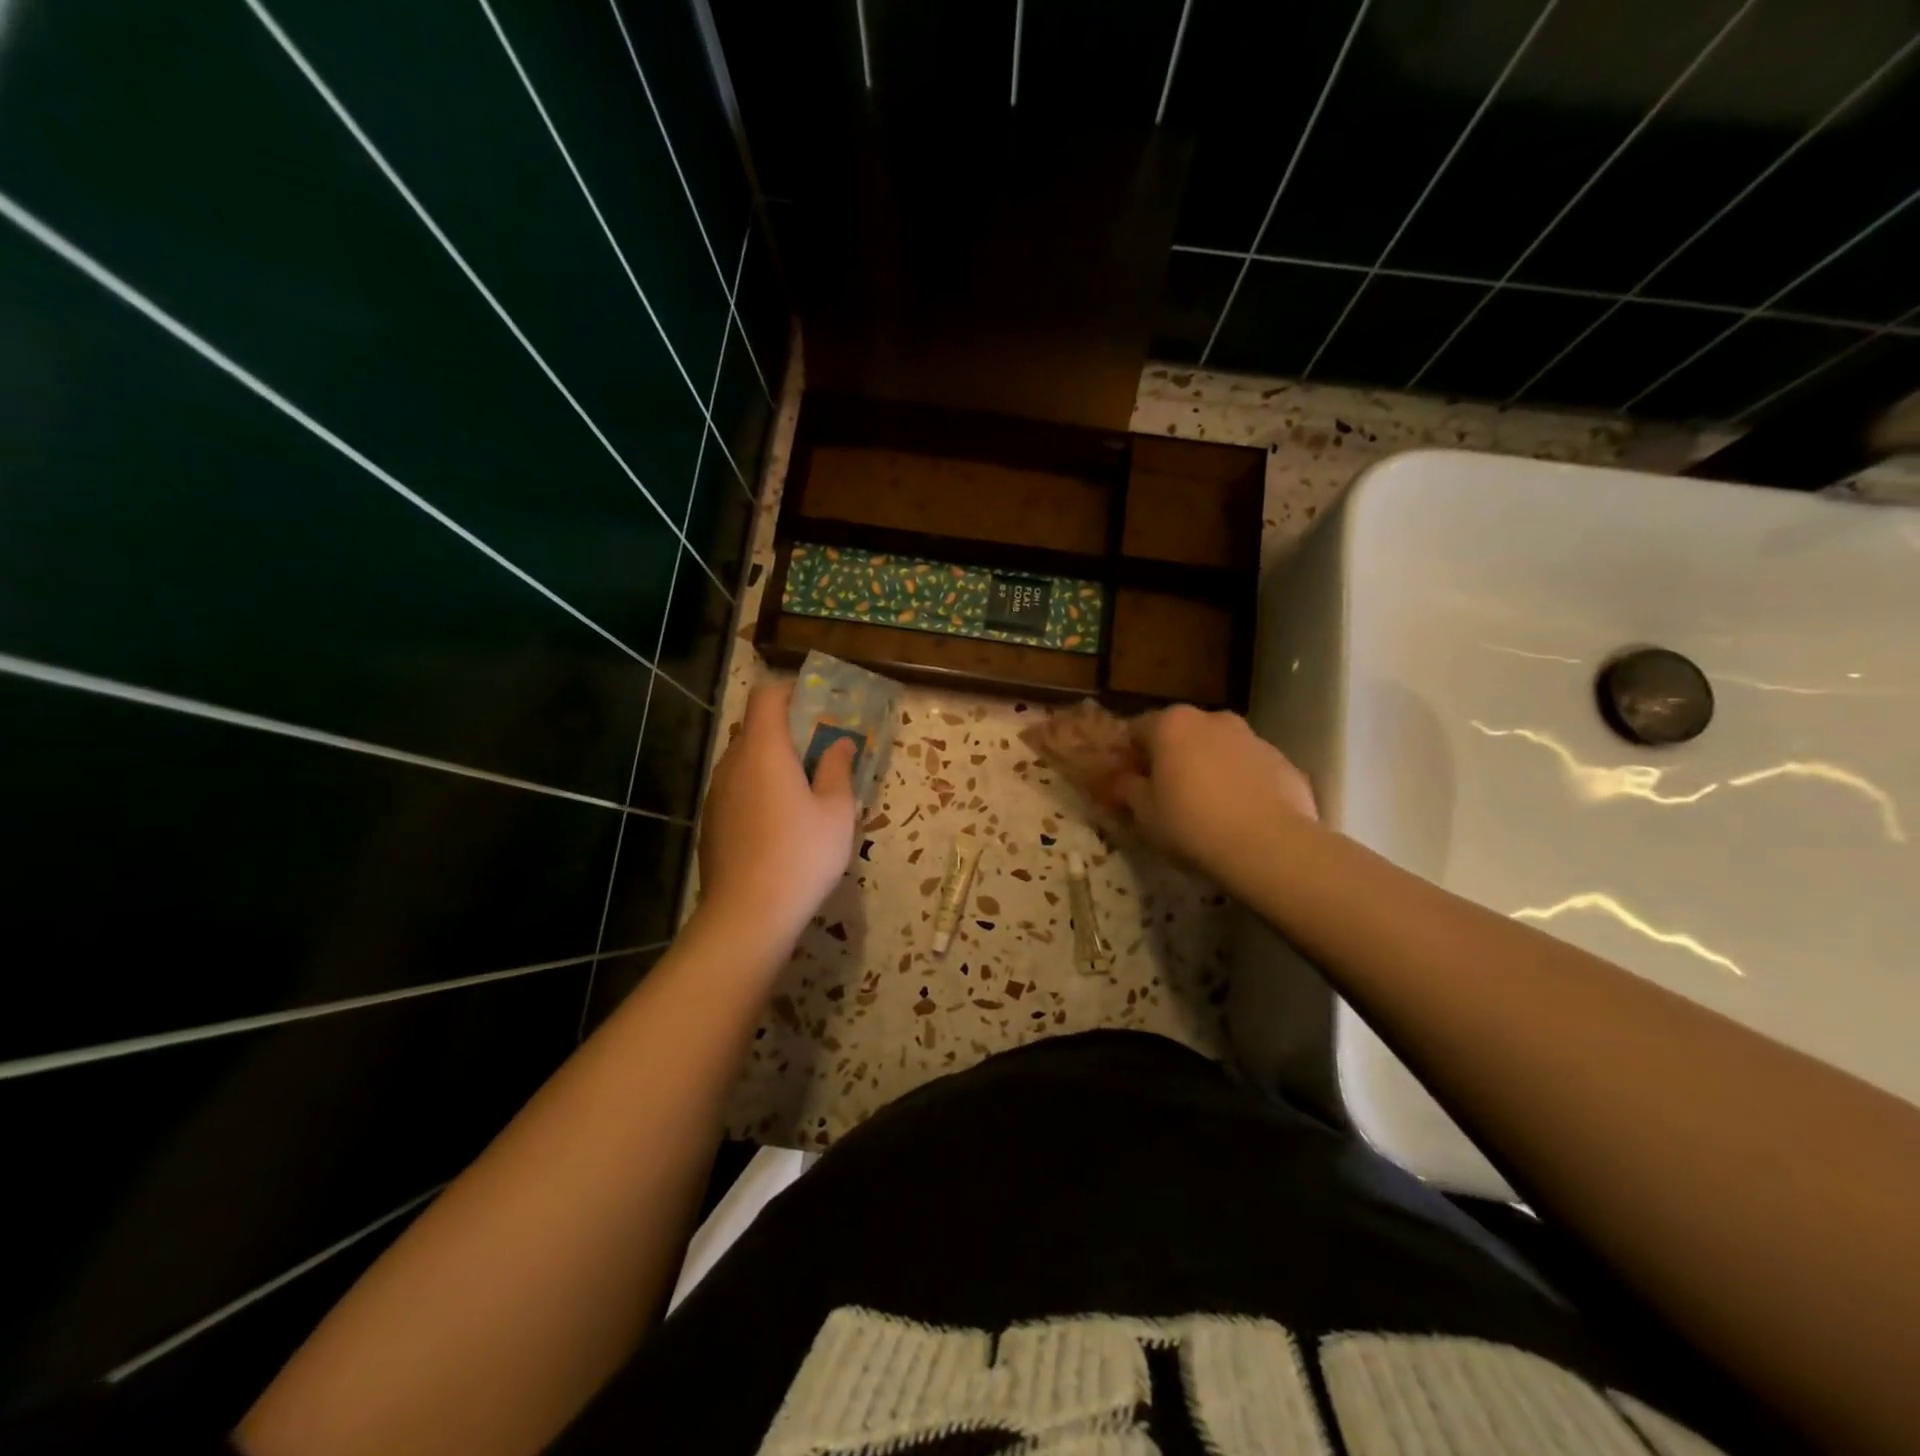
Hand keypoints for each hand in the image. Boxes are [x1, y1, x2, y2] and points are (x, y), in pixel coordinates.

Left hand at [696, 680, 857, 948]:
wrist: (747, 914)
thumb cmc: (801, 854)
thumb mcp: (836, 811)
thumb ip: (838, 769)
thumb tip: (841, 743)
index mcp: (764, 750)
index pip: (766, 697)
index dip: (790, 692)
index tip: (817, 705)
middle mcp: (732, 763)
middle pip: (754, 728)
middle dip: (787, 731)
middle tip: (820, 750)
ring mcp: (716, 793)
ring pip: (744, 761)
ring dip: (772, 762)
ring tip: (803, 789)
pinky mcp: (711, 821)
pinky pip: (736, 789)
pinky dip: (757, 789)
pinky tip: (779, 822)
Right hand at [1113, 705, 1317, 877]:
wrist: (1270, 847)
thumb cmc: (1192, 825)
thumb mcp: (1144, 814)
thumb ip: (1127, 789)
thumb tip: (1122, 780)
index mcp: (1172, 724)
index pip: (1136, 730)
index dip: (1128, 757)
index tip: (1127, 783)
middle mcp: (1212, 719)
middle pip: (1181, 734)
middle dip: (1170, 758)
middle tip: (1164, 795)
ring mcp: (1253, 737)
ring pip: (1218, 748)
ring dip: (1207, 768)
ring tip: (1206, 808)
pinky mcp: (1283, 761)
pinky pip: (1249, 768)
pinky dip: (1240, 783)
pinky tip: (1240, 816)